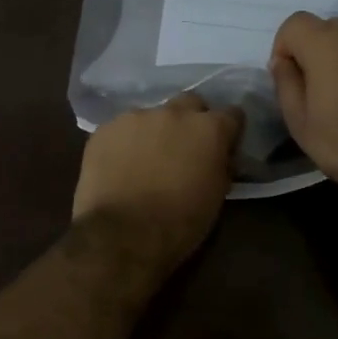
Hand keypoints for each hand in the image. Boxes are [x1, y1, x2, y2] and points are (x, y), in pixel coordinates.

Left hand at [72, 93, 243, 268]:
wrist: (121, 235)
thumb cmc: (179, 222)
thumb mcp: (216, 197)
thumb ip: (220, 165)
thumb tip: (219, 157)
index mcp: (208, 129)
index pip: (232, 114)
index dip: (229, 131)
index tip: (224, 146)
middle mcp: (174, 112)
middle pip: (190, 103)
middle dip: (191, 120)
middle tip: (184, 148)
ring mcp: (135, 117)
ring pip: (152, 116)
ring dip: (155, 132)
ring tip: (146, 160)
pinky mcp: (105, 129)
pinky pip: (122, 130)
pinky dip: (125, 143)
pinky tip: (120, 166)